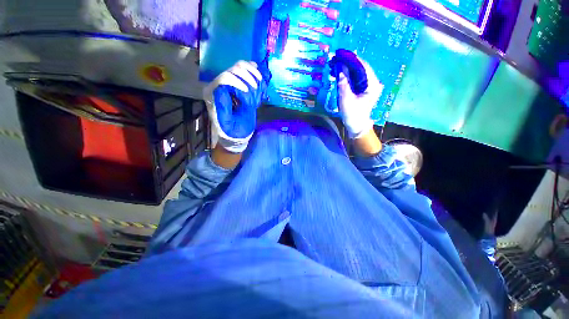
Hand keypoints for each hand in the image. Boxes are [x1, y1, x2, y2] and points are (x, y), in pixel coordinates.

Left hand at [203, 61, 268, 152]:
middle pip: (232, 70)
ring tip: (259, 81)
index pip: (224, 78)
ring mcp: (227, 84)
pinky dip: (252, 71)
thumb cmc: (232, 130)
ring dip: (251, 72)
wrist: (236, 134)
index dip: (238, 81)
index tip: (248, 92)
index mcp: (213, 94)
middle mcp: (218, 86)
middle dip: (247, 76)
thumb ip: (224, 107)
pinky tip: (258, 75)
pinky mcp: (235, 86)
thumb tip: (224, 90)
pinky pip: (243, 72)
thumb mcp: (227, 122)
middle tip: (256, 88)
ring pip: (238, 67)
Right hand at [337, 57, 382, 138]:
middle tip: (335, 59)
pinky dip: (347, 75)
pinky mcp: (363, 88)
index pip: (363, 66)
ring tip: (334, 65)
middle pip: (360, 67)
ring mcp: (368, 85)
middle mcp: (372, 82)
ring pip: (357, 72)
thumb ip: (343, 83)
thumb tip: (340, 68)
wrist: (356, 126)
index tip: (340, 53)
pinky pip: (355, 78)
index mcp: (372, 84)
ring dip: (346, 68)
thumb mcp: (346, 100)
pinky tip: (339, 73)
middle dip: (347, 62)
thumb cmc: (353, 115)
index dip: (351, 59)